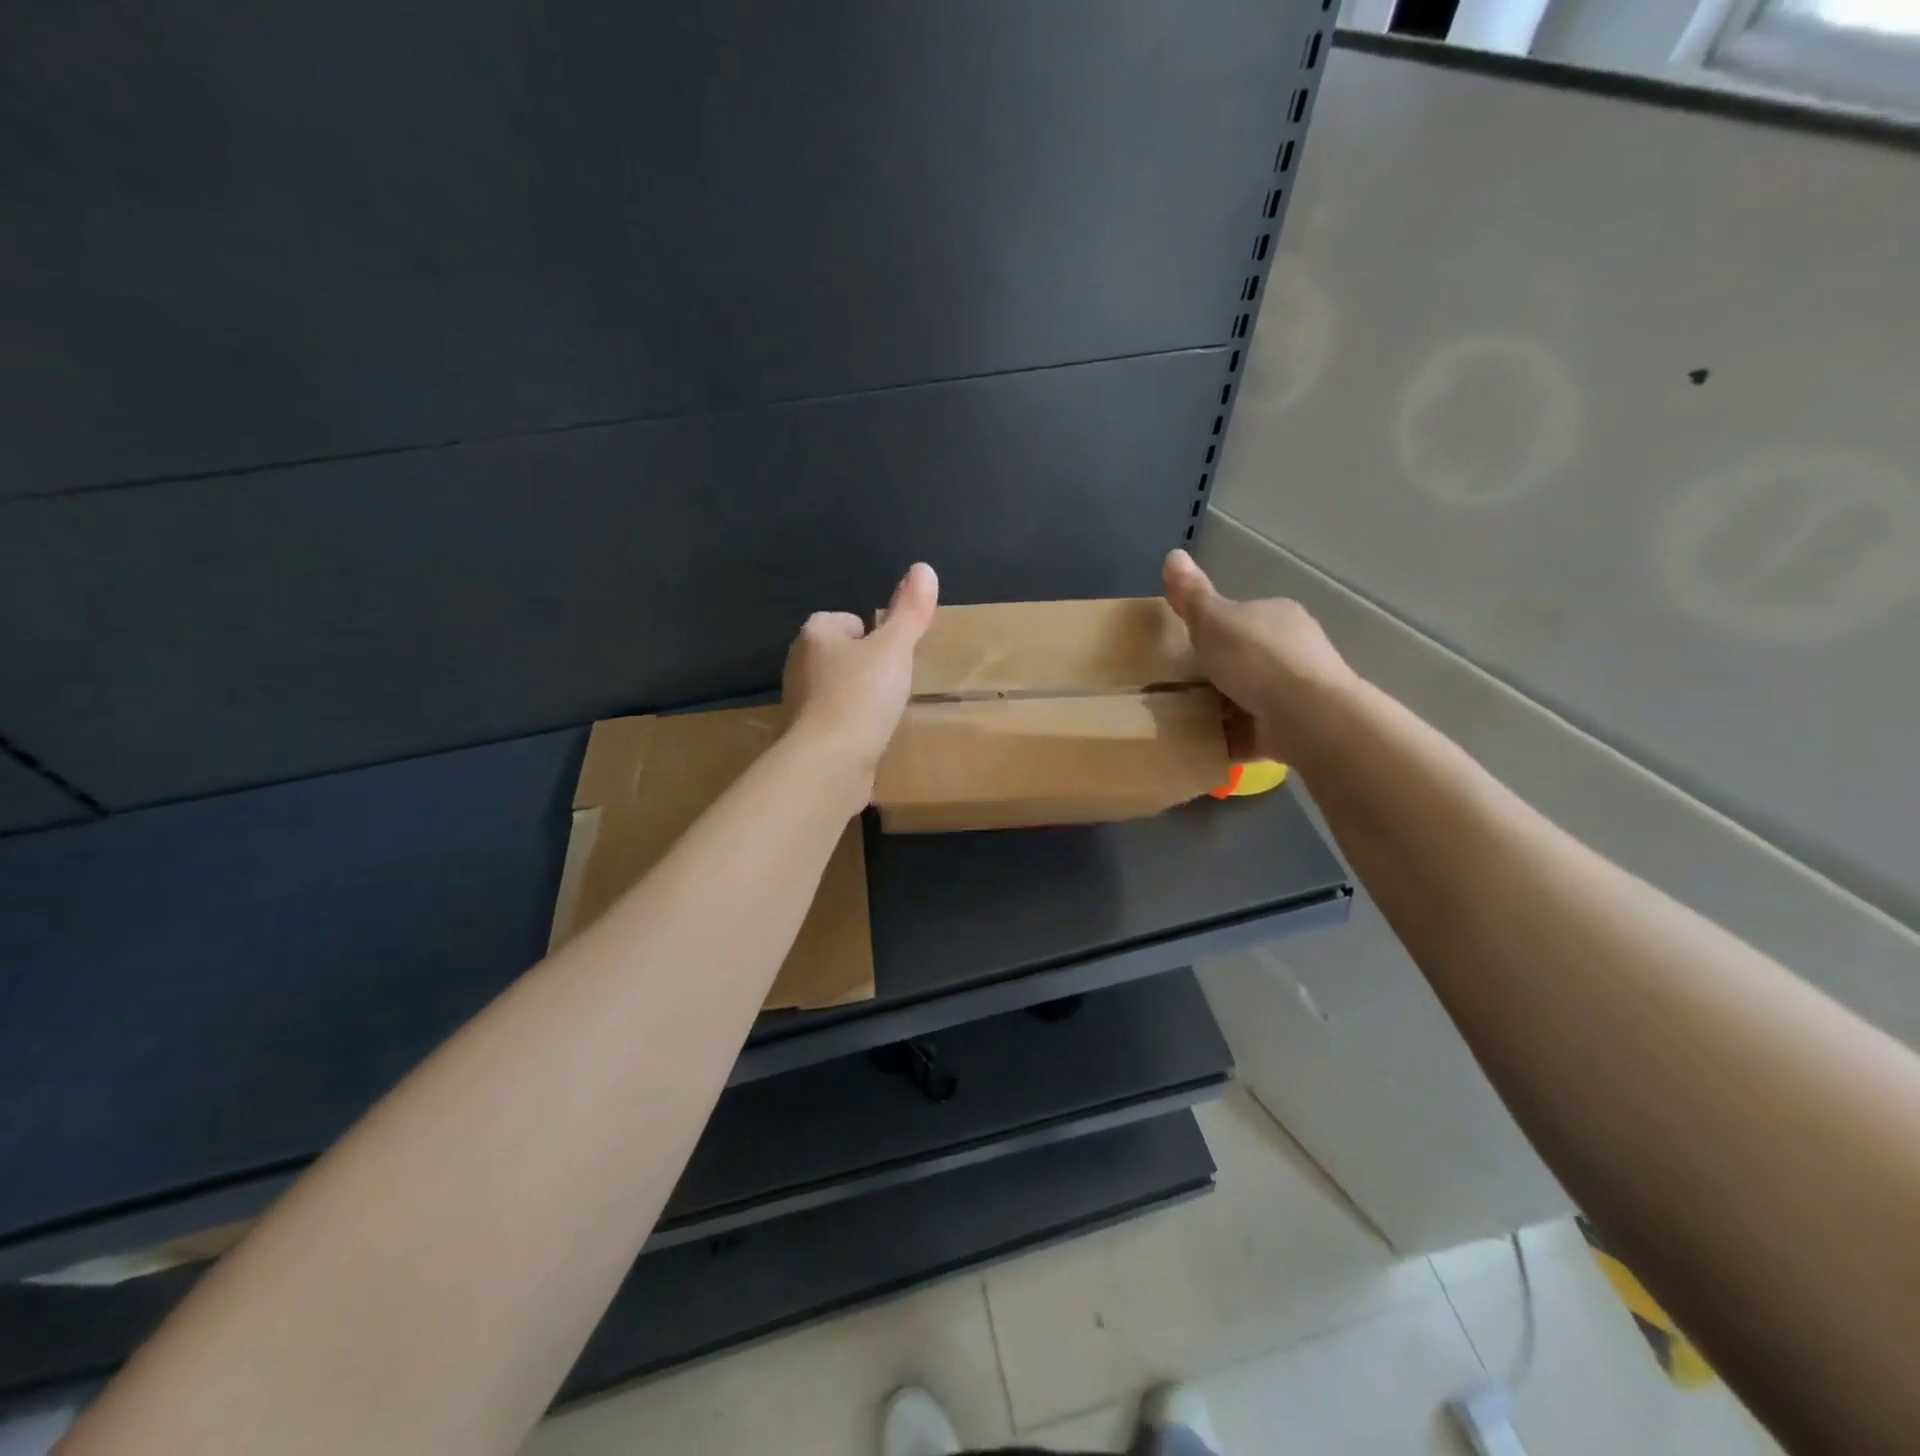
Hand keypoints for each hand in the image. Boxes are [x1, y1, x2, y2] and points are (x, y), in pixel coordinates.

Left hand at [782, 563, 938, 783]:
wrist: (829, 762)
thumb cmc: (861, 696)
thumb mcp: (894, 648)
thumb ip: (910, 611)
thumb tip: (923, 567)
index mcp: (814, 635)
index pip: (843, 621)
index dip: (870, 634)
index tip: (892, 654)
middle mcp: (798, 665)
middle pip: (839, 655)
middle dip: (864, 666)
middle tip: (894, 682)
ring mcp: (799, 704)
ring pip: (835, 689)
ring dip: (857, 698)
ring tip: (885, 711)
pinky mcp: (806, 738)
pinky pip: (834, 722)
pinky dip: (851, 727)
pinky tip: (871, 738)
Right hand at [1162, 548, 1354, 763]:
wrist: (1306, 715)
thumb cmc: (1256, 659)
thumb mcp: (1213, 620)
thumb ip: (1192, 595)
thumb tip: (1172, 553)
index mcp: (1278, 616)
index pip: (1243, 618)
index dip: (1214, 632)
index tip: (1187, 651)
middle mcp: (1296, 649)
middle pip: (1247, 659)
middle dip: (1218, 674)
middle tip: (1179, 689)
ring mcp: (1299, 691)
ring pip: (1252, 697)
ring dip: (1224, 709)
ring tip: (1185, 721)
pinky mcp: (1296, 728)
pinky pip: (1255, 731)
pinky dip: (1232, 738)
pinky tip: (1206, 746)